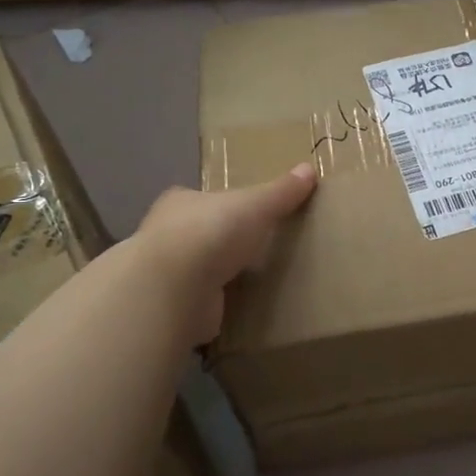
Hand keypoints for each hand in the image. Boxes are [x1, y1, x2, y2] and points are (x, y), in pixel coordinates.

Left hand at [134, 164, 318, 343]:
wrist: (175, 289)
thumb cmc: (212, 232)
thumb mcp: (256, 205)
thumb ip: (281, 191)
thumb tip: (309, 168)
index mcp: (180, 202)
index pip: (200, 198)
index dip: (221, 203)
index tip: (243, 212)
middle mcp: (167, 235)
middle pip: (199, 233)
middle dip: (221, 240)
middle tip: (255, 246)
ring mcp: (168, 274)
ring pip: (198, 269)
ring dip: (218, 274)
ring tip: (253, 278)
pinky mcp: (175, 307)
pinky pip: (202, 301)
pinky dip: (217, 303)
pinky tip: (239, 306)